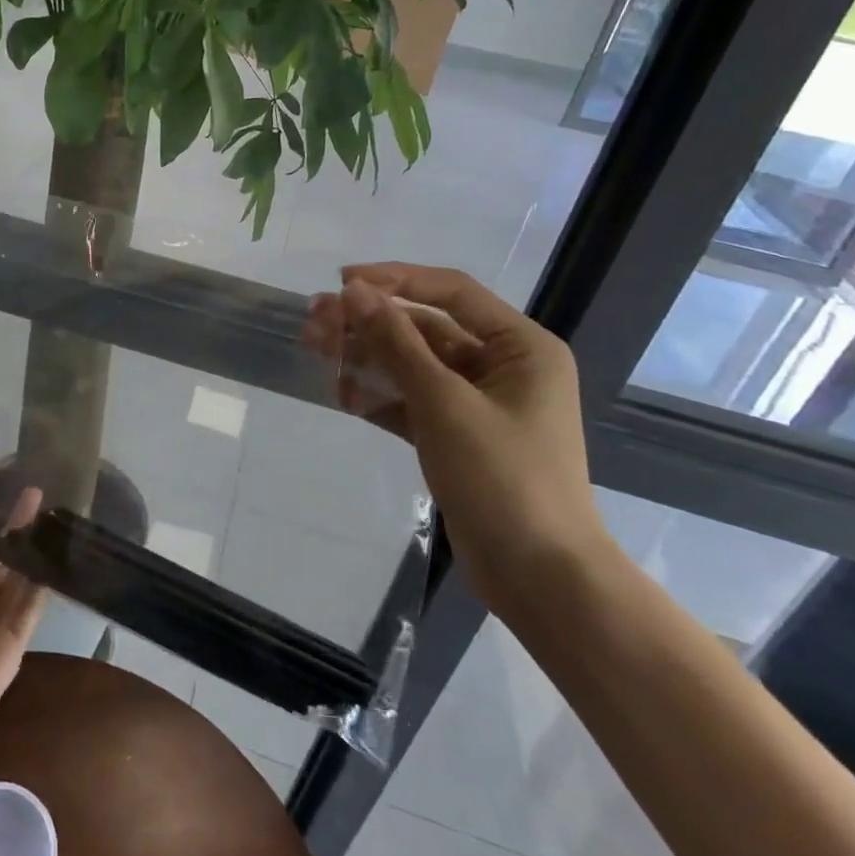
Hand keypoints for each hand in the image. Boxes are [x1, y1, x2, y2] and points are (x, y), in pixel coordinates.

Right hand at [305, 264, 608, 612]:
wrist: (539, 576)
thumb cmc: (502, 476)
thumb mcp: (443, 402)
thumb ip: (396, 342)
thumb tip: (355, 291)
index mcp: (521, 346)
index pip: (451, 292)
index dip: (395, 279)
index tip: (342, 282)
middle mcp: (504, 367)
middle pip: (426, 329)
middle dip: (371, 323)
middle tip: (315, 320)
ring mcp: (480, 404)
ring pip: (414, 366)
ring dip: (368, 358)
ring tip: (316, 351)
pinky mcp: (459, 437)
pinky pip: (413, 402)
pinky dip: (380, 397)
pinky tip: (342, 395)